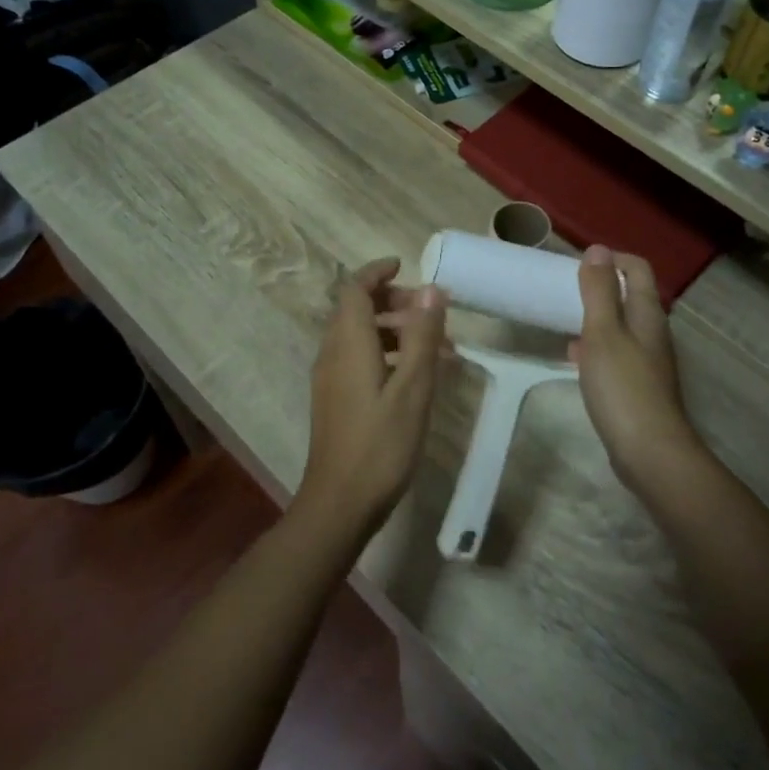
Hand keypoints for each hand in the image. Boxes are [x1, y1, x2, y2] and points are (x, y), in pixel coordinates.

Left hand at [296, 258, 447, 540]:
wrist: (339, 503)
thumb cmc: (380, 445)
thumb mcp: (413, 388)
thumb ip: (422, 336)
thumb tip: (431, 289)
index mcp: (348, 344)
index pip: (354, 289)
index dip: (377, 272)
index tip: (405, 266)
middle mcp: (332, 354)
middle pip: (356, 310)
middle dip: (393, 302)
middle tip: (432, 312)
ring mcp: (330, 379)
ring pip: (360, 336)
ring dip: (395, 331)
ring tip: (437, 348)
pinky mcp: (335, 400)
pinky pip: (359, 359)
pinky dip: (387, 354)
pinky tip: (417, 377)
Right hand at [573, 247, 706, 497]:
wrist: (649, 451)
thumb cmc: (623, 386)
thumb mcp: (603, 332)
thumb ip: (599, 291)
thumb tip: (597, 249)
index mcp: (648, 314)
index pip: (637, 269)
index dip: (612, 259)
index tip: (578, 264)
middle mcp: (654, 332)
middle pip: (631, 296)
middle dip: (601, 288)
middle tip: (566, 291)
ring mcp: (649, 361)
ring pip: (622, 326)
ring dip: (596, 318)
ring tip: (565, 321)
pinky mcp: (640, 386)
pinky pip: (617, 353)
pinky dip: (596, 347)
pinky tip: (576, 359)